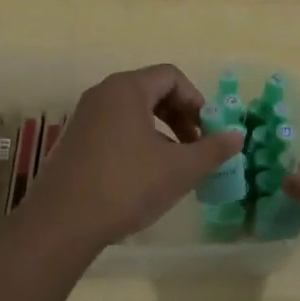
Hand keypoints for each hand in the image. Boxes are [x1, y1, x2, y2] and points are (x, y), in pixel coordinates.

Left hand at [14, 64, 243, 254]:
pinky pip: (113, 129)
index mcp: (126, 89)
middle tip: (195, 146)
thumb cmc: (126, 186)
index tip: (208, 131)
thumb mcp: (179, 169)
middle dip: (180, 116)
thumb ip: (212, 149)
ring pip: (132, 112)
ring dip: (160, 131)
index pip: (171, 76)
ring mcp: (83, 118)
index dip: (197, 100)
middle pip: (151, 91)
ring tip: (172, 165)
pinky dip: (136, 142)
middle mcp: (102, 94)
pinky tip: (143, 177)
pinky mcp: (73, 142)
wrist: (62, 223)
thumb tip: (237, 136)